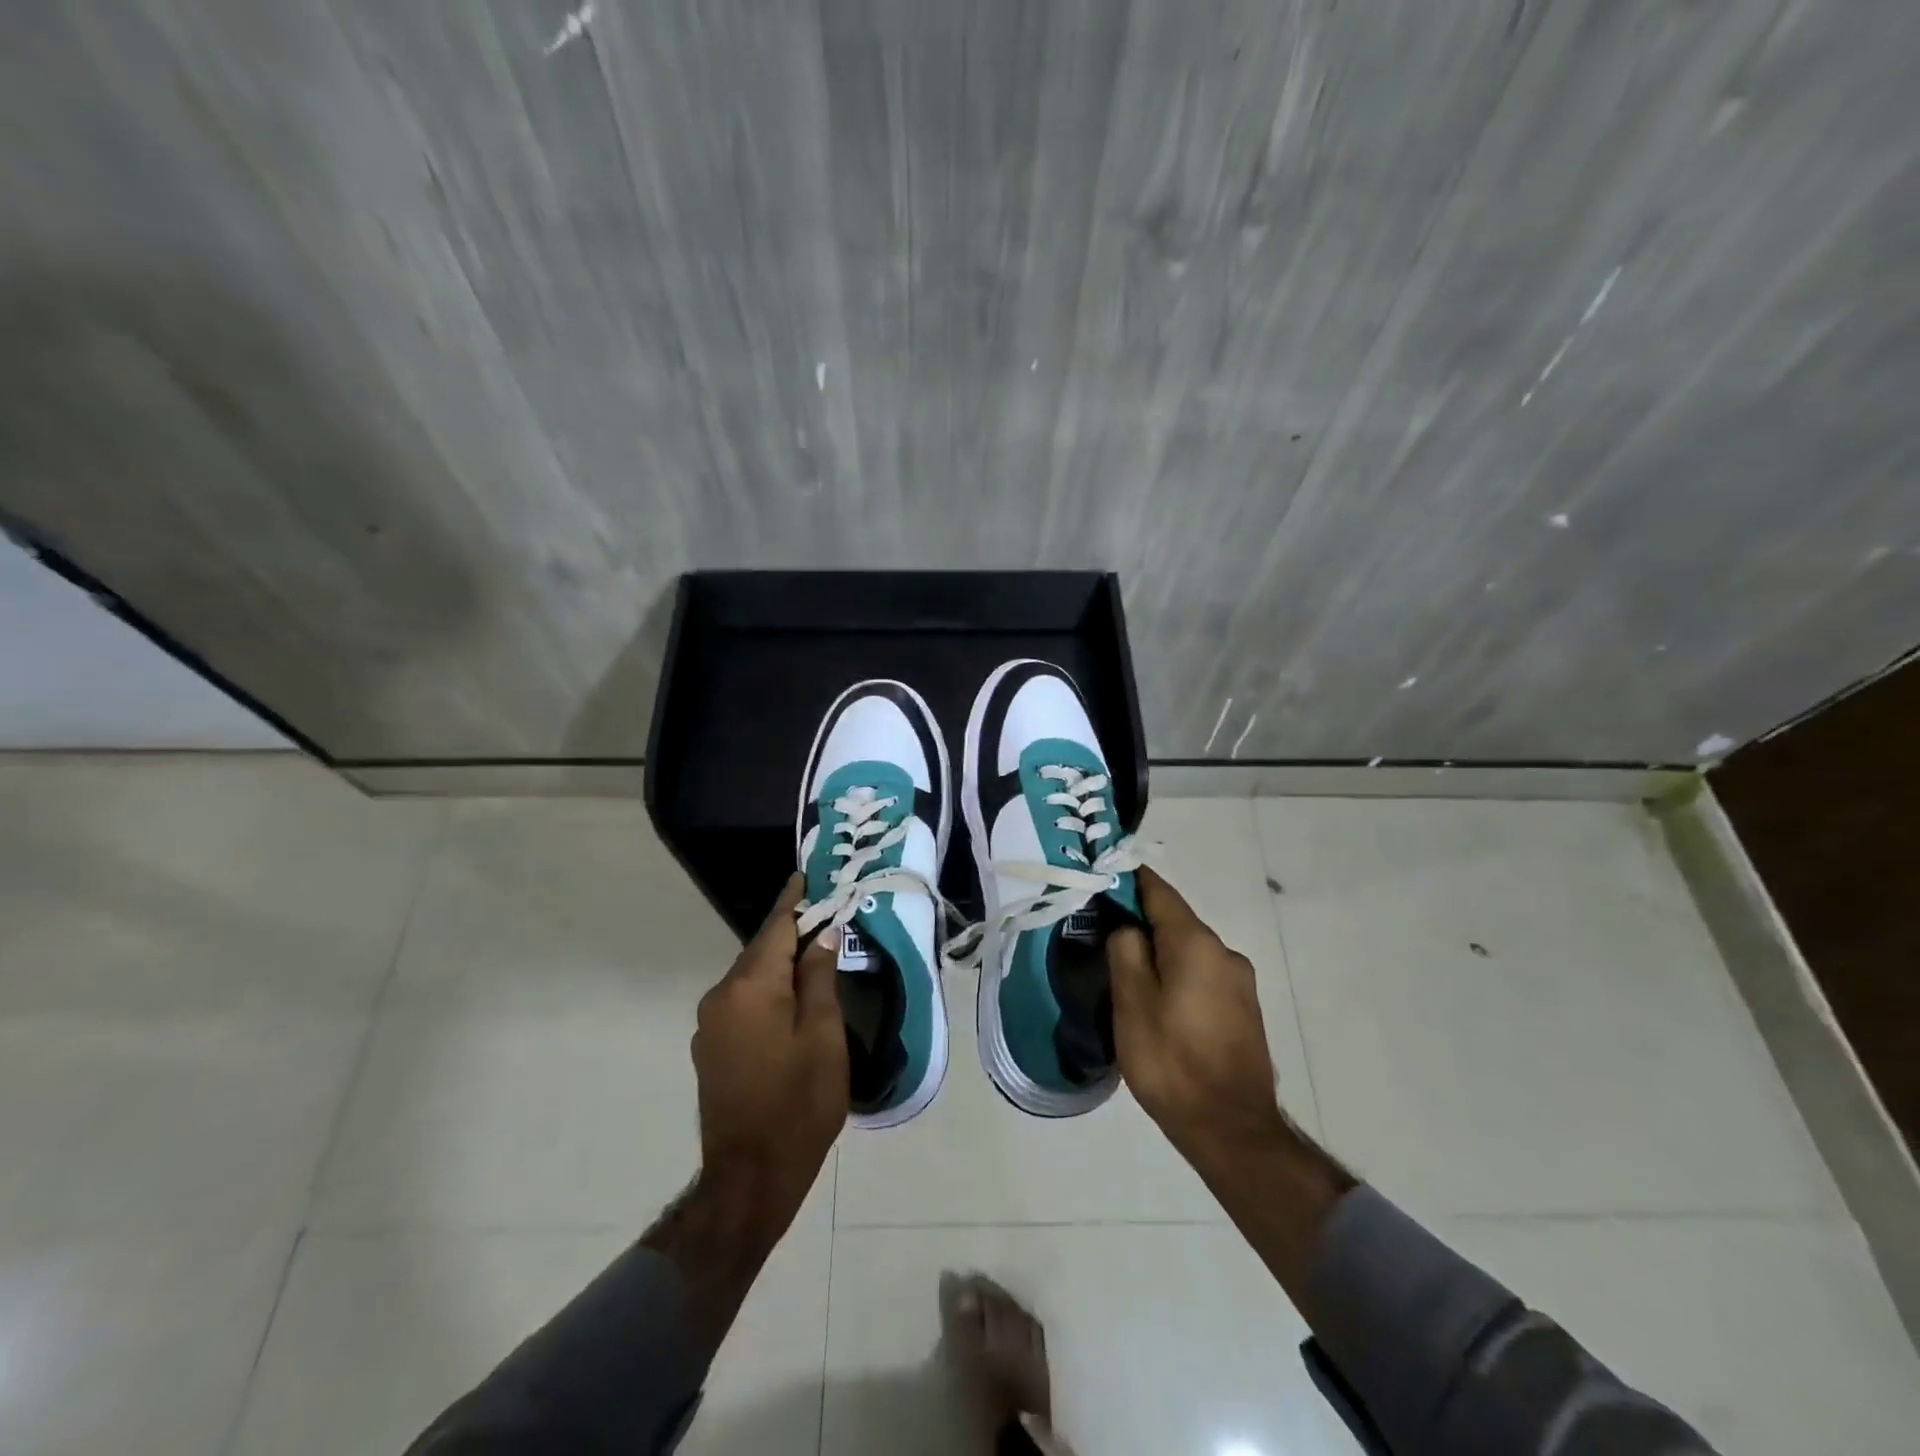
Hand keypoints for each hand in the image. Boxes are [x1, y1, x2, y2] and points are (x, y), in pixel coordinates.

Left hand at [690, 875, 847, 1245]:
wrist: (749, 1177)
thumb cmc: (798, 1102)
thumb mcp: (823, 1035)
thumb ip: (819, 978)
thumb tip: (822, 933)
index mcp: (750, 987)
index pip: (775, 927)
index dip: (794, 899)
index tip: (807, 874)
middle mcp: (722, 995)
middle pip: (762, 950)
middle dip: (793, 932)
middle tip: (827, 916)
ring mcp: (711, 1023)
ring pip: (752, 977)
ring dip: (781, 963)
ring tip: (816, 956)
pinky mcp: (710, 1046)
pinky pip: (743, 1001)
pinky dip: (768, 990)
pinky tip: (791, 999)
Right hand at [1107, 867, 1288, 1173]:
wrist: (1232, 1130)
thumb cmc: (1172, 1062)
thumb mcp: (1132, 1004)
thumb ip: (1126, 952)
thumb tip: (1128, 926)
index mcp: (1196, 944)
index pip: (1159, 892)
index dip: (1129, 880)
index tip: (1102, 876)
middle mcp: (1225, 952)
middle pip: (1175, 921)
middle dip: (1140, 921)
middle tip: (1102, 934)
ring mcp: (1239, 981)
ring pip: (1188, 950)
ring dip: (1159, 952)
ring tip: (1126, 973)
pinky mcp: (1244, 1008)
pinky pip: (1202, 974)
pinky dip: (1177, 973)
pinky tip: (1158, 1001)